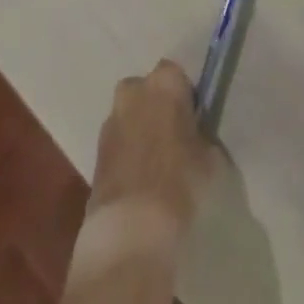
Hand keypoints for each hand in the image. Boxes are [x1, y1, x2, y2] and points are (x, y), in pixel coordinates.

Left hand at [87, 60, 216, 239]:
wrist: (131, 229)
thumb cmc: (180, 183)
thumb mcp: (209, 157)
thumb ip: (202, 136)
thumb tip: (197, 137)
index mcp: (165, 82)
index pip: (176, 74)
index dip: (184, 96)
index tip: (192, 120)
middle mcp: (134, 92)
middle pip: (145, 90)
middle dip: (155, 106)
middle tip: (171, 136)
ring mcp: (110, 121)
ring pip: (128, 115)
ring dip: (138, 128)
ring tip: (153, 162)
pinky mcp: (95, 152)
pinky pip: (116, 141)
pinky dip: (125, 153)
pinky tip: (137, 179)